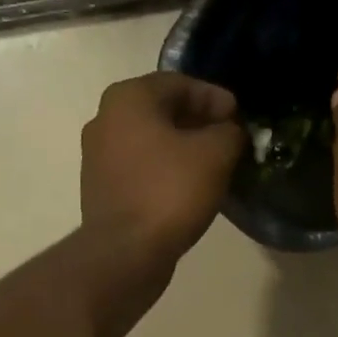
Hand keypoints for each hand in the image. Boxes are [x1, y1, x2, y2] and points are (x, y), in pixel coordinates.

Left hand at [81, 72, 243, 271]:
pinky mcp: (101, 188)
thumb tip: (230, 131)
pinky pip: (141, 167)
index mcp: (128, 98)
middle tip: (229, 138)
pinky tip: (189, 186)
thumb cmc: (170, 191)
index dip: (215, 98)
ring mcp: (98, 156)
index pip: (180, 83)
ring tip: (214, 163)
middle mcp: (105, 119)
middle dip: (199, 121)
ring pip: (151, 140)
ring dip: (182, 147)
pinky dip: (166, 169)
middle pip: (162, 110)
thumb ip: (230, 132)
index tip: (239, 117)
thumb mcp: (216, 154)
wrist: (125, 252)